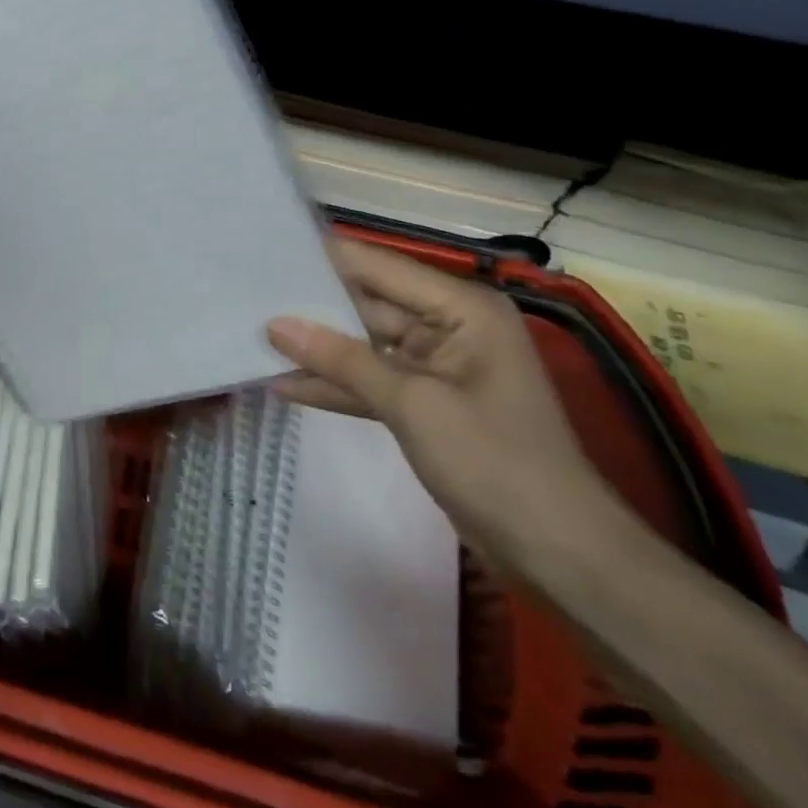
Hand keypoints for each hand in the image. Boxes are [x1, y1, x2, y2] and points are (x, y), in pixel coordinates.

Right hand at [266, 236, 620, 562]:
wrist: (560, 555)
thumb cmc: (495, 462)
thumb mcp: (412, 404)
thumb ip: (341, 359)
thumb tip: (275, 325)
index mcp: (461, 308)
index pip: (377, 267)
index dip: (322, 260)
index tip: (265, 253)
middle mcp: (448, 326)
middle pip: (366, 303)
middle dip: (311, 306)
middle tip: (247, 295)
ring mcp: (435, 366)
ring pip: (362, 345)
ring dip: (316, 349)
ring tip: (254, 337)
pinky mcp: (425, 403)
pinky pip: (370, 380)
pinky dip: (335, 384)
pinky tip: (283, 383)